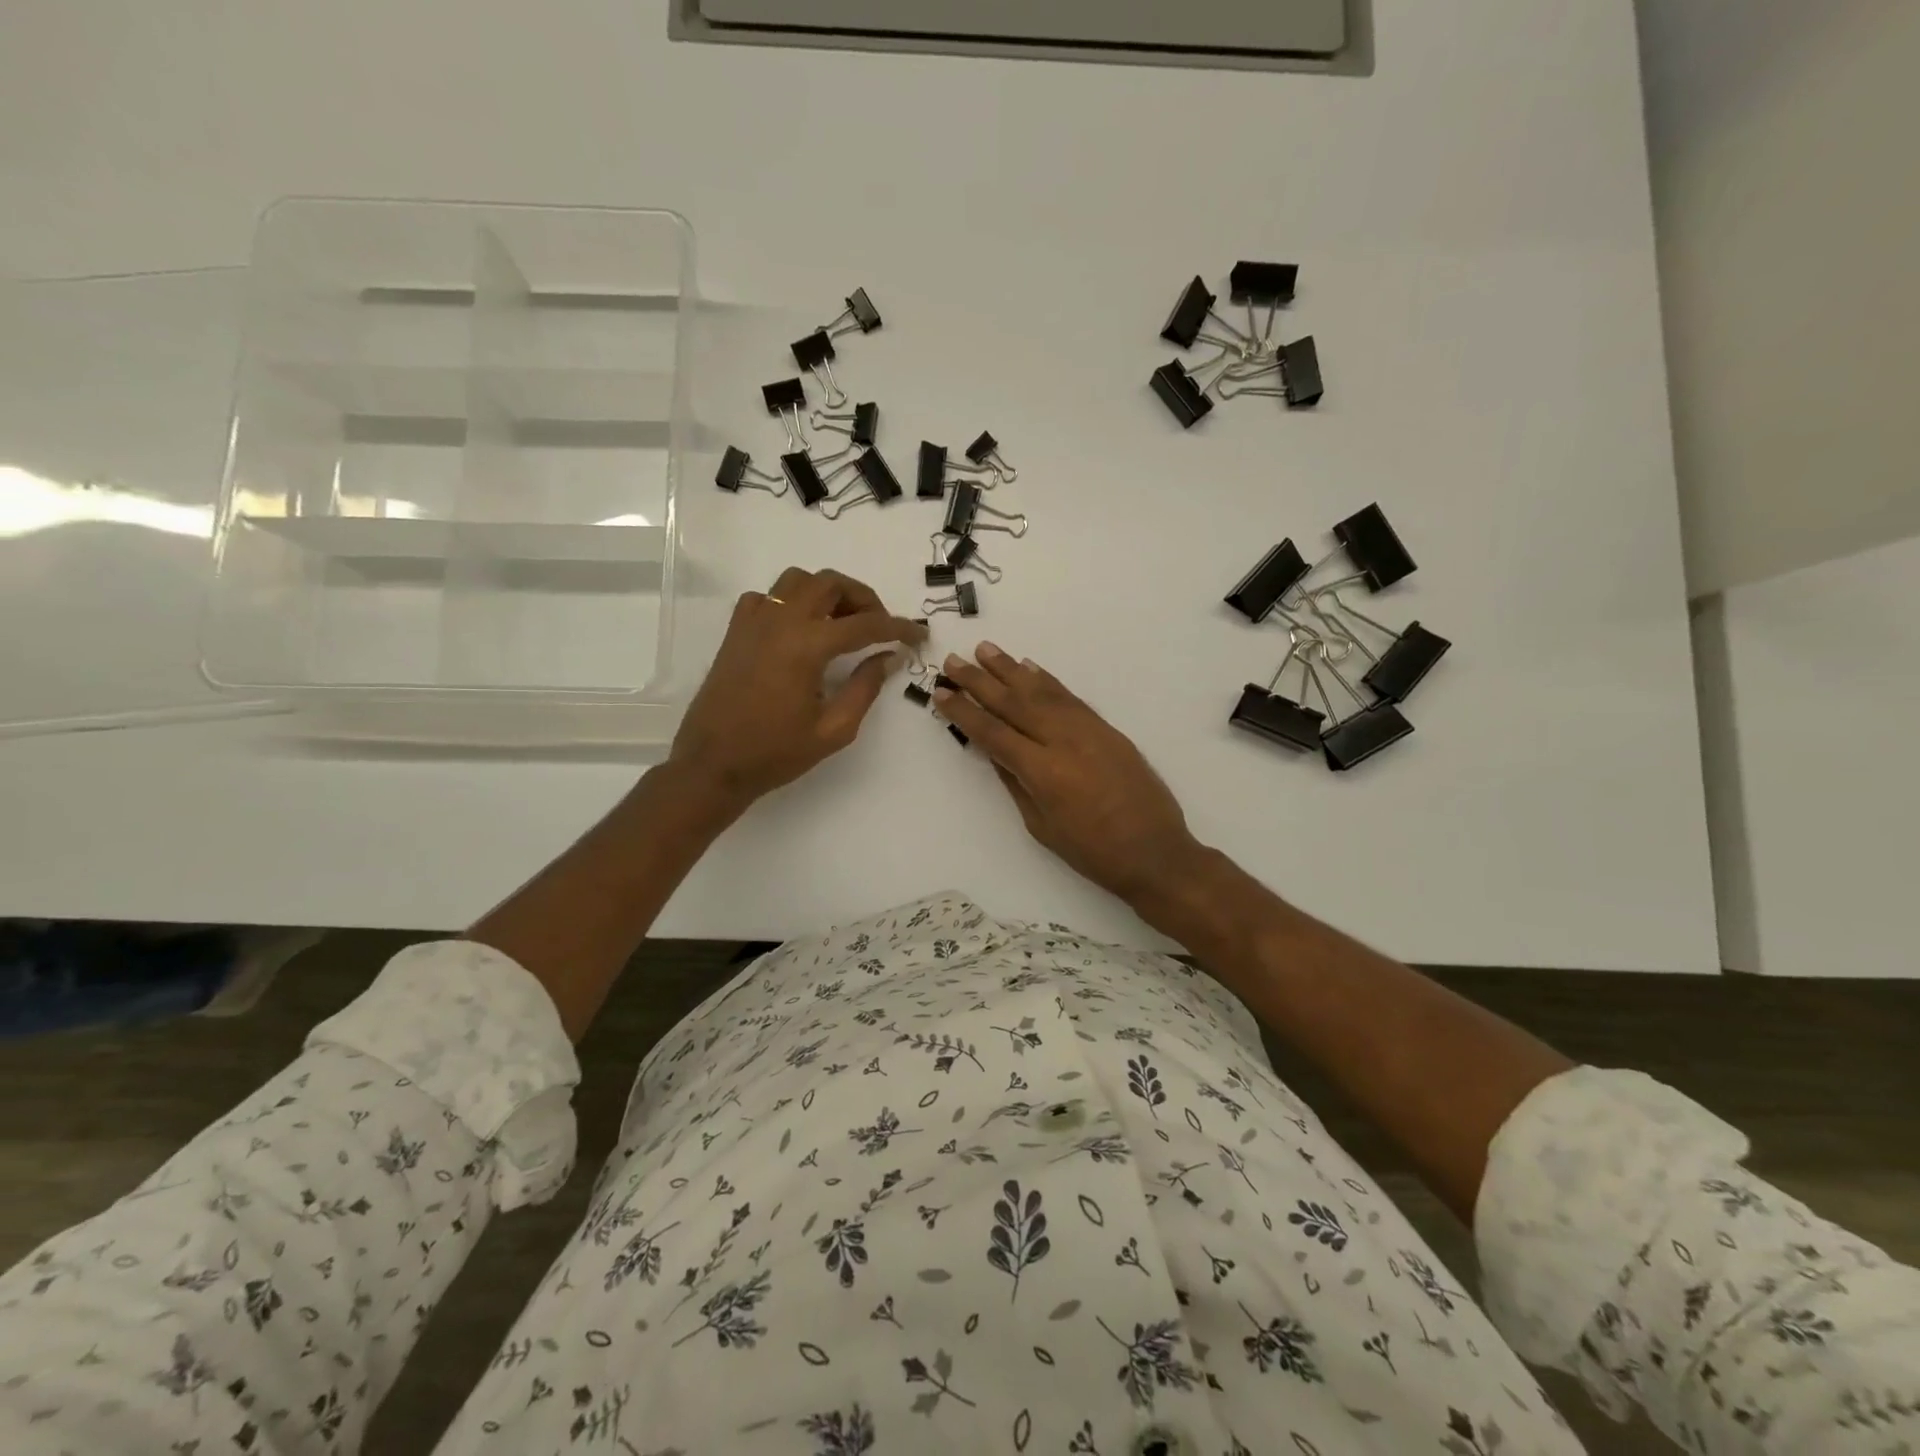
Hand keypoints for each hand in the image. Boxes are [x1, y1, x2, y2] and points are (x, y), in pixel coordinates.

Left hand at [670, 567, 925, 807]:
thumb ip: (864, 688)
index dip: (898, 628)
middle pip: (830, 583)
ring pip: (798, 580)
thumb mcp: (833, 729)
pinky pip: (768, 597)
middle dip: (863, 598)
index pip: (864, 624)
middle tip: (879, 626)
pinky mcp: (736, 631)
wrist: (712, 764)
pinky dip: (792, 603)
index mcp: (806, 646)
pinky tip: (800, 630)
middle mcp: (780, 621)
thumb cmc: (775, 753)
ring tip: (841, 623)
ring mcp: (753, 621)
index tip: (918, 635)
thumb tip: (887, 658)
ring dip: (827, 592)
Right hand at [933, 642, 1205, 907]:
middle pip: (1013, 703)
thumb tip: (996, 753)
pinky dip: (1047, 681)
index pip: (993, 733)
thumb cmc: (1092, 851)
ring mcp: (1088, 730)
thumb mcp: (1041, 826)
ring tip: (985, 650)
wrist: (1154, 851)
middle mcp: (1063, 741)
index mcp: (1042, 771)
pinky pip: (1070, 697)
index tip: (941, 693)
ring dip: (1010, 669)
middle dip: (980, 681)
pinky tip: (1030, 667)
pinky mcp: (1106, 728)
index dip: (965, 712)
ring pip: (1042, 691)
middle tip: (953, 660)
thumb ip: (1017, 784)